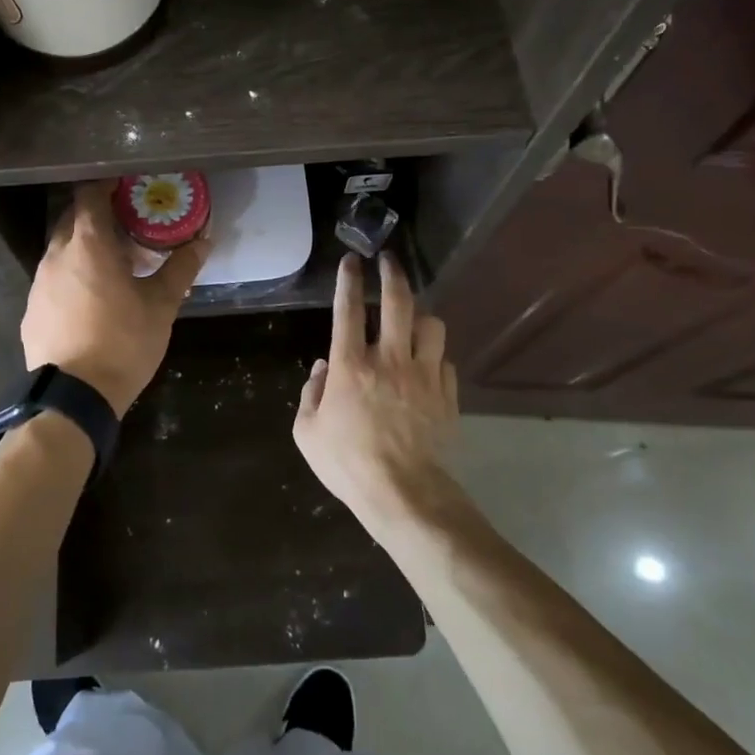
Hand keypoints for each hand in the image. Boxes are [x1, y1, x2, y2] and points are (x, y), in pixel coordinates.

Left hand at [20, 181, 211, 416]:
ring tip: (113, 268)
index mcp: (88, 245)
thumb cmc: (123, 343)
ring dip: (84, 249)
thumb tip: (204, 242)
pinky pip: (52, 279)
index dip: (106, 186)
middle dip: (98, 218)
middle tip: (127, 229)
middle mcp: (56, 256)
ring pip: (61, 250)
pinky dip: (71, 277)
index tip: (127, 190)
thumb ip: (181, 269)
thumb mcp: (161, 305)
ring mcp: (38, 283)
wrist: (75, 397)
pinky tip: (90, 301)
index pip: (89, 195)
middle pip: (73, 219)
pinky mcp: (31, 310)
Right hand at [293, 252, 459, 522]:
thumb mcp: (307, 432)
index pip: (347, 309)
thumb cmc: (348, 463)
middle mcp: (389, 359)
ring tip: (413, 319)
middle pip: (398, 302)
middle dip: (392, 274)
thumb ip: (311, 392)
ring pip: (431, 325)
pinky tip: (427, 366)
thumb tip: (323, 367)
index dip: (349, 279)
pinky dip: (435, 357)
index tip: (351, 260)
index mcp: (351, 365)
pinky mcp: (447, 394)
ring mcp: (424, 374)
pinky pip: (445, 361)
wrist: (404, 494)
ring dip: (420, 316)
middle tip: (389, 261)